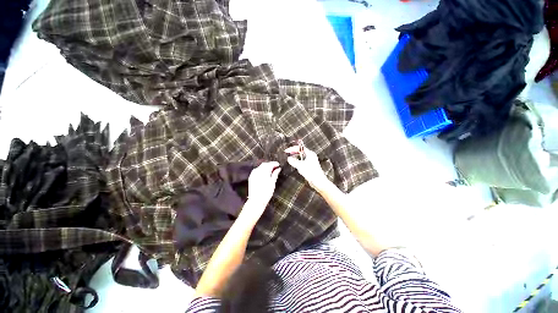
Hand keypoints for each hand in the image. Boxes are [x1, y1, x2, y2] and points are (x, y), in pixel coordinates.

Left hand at [242, 162, 280, 219]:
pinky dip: (261, 170)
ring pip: (260, 167)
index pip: (270, 164)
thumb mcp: (272, 183)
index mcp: (264, 172)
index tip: (278, 164)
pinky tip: (264, 173)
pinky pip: (256, 170)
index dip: (274, 163)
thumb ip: (275, 174)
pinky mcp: (251, 177)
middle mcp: (258, 171)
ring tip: (270, 170)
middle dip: (270, 164)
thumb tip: (278, 169)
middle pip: (264, 164)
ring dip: (265, 167)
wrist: (256, 201)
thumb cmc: (266, 193)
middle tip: (275, 167)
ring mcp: (253, 174)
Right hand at [285, 145, 330, 191]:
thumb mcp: (300, 166)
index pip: (300, 148)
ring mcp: (311, 161)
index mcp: (310, 154)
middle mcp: (311, 156)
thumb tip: (289, 158)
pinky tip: (295, 165)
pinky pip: (302, 162)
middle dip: (294, 153)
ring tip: (290, 159)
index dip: (293, 148)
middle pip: (301, 152)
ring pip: (301, 157)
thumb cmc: (312, 173)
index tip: (287, 150)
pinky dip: (298, 162)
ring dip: (295, 157)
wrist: (318, 182)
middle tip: (288, 154)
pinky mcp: (310, 166)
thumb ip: (293, 161)